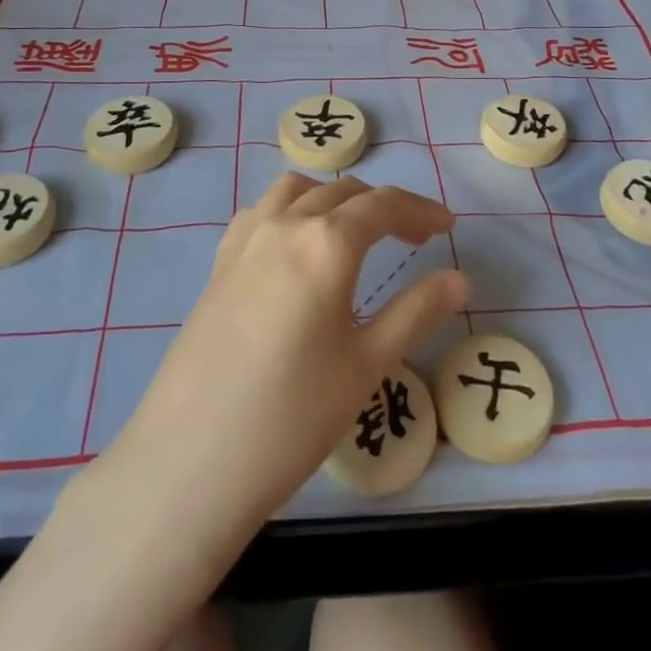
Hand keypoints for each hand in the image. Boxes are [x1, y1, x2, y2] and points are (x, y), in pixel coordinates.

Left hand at [106, 173, 466, 531]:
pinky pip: (262, 212)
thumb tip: (459, 279)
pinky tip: (295, 248)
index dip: (421, 210)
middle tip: (414, 240)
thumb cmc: (292, 415)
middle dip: (384, 207)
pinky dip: (292, 210)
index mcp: (327, 242)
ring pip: (298, 190)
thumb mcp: (367, 365)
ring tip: (354, 234)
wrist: (190, 459)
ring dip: (334, 199)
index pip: (384, 204)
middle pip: (343, 192)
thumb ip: (416, 311)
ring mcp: (245, 239)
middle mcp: (285, 224)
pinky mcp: (219, 263)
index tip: (448, 228)